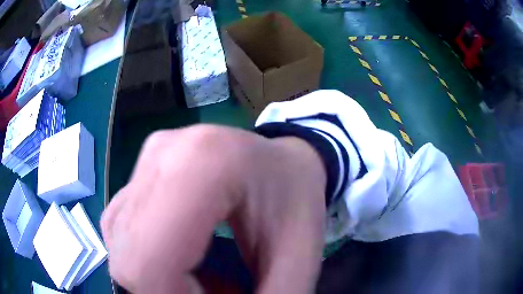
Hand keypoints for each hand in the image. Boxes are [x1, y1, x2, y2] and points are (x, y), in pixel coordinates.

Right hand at [101, 125, 326, 292]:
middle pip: (128, 257)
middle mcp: (163, 155)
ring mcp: (148, 160)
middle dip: (163, 291)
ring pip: (120, 245)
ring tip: (198, 279)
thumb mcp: (298, 259)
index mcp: (204, 165)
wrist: (284, 160)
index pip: (149, 259)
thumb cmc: (298, 201)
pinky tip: (180, 258)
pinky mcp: (141, 170)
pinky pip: (123, 230)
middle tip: (209, 292)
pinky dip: (146, 259)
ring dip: (155, 277)